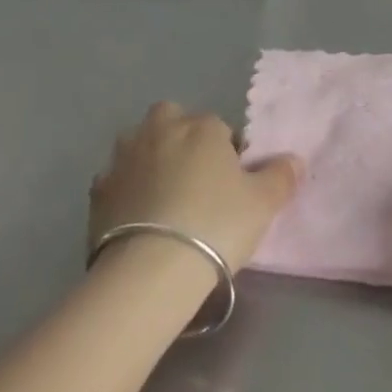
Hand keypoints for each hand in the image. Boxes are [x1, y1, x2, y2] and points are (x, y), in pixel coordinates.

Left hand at [89, 101, 302, 272]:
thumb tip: (293, 160)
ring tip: (164, 199)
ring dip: (150, 160)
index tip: (232, 183)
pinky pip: (117, 181)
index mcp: (202, 126)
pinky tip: (137, 219)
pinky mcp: (97, 191)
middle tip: (196, 179)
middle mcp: (160, 130)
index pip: (220, 127)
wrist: (149, 271)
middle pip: (172, 120)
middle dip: (181, 138)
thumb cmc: (215, 224)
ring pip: (139, 145)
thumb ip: (281, 176)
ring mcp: (124, 158)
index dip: (228, 153)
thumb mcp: (263, 203)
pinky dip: (126, 192)